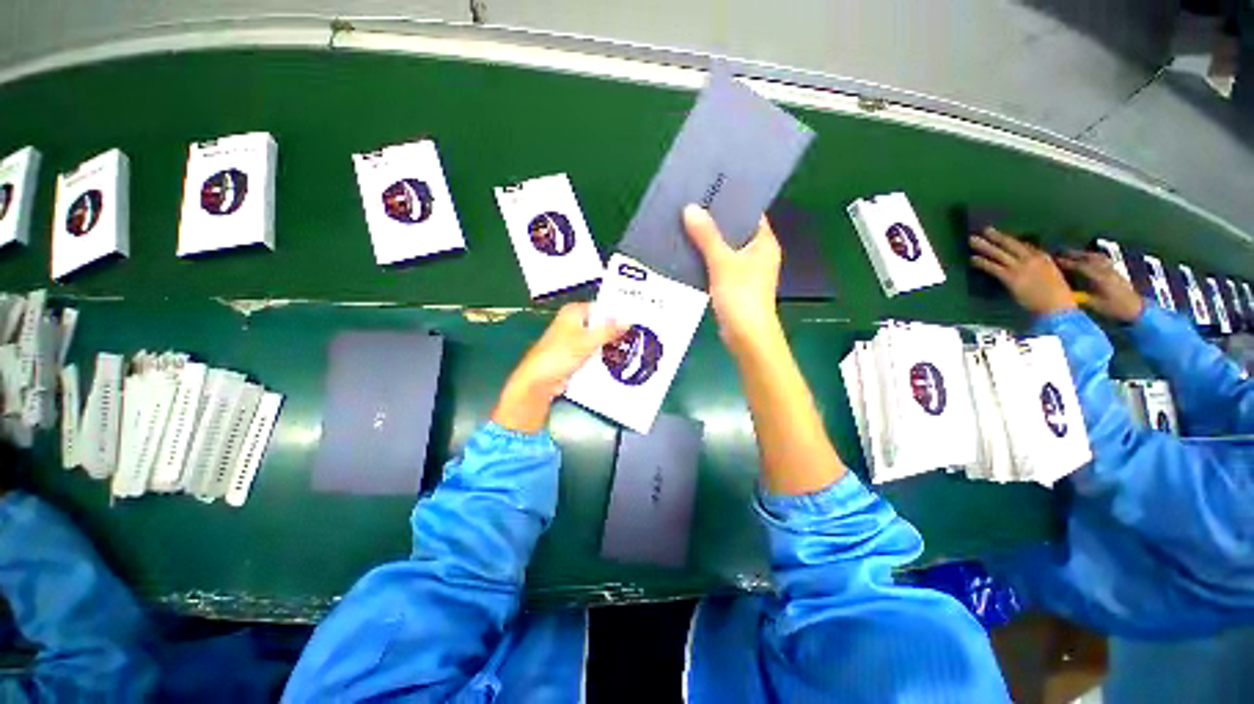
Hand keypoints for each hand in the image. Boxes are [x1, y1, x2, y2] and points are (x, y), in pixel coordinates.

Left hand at [492, 303, 626, 432]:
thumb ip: (609, 330)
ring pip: (598, 336)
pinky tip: (618, 356)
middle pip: (600, 322)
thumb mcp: (588, 341)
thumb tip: (629, 321)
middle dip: (616, 329)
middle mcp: (574, 321)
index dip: (618, 313)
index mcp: (573, 311)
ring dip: (611, 341)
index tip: (637, 320)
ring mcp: (574, 338)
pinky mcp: (575, 353)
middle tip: (638, 334)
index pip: (602, 307)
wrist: (540, 380)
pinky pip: (594, 349)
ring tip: (633, 345)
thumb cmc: (561, 355)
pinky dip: (603, 351)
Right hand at [683, 205, 783, 356]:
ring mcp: (746, 272)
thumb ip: (707, 236)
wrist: (746, 335)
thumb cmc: (741, 295)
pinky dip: (706, 260)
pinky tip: (687, 253)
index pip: (749, 213)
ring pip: (725, 250)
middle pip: (735, 231)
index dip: (732, 201)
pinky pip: (718, 266)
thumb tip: (690, 208)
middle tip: (691, 207)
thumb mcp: (723, 262)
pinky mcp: (734, 286)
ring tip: (685, 226)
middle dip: (714, 222)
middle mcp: (758, 254)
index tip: (710, 191)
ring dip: (707, 242)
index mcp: (764, 243)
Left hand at [970, 228, 1076, 316]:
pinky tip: (972, 259)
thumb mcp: (1051, 276)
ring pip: (999, 253)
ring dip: (984, 245)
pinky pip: (993, 267)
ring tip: (972, 239)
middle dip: (996, 236)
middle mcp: (1032, 259)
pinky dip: (982, 262)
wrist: (1057, 306)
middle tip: (984, 229)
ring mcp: (1021, 268)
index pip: (1024, 245)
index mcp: (1044, 257)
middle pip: (1011, 244)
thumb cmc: (1057, 295)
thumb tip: (1026, 267)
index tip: (1000, 235)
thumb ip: (1039, 268)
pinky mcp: (1011, 278)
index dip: (1010, 240)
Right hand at [1055, 250, 1144, 322]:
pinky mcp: (1115, 271)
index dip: (1065, 263)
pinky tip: (1088, 259)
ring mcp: (1111, 269)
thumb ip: (1079, 295)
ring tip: (1071, 254)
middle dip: (1072, 255)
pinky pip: (1102, 260)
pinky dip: (1092, 257)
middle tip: (1057, 254)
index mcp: (1099, 277)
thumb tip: (1061, 290)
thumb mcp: (1095, 304)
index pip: (1079, 265)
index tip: (1050, 261)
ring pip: (1095, 256)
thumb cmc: (1114, 309)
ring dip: (1082, 254)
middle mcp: (1105, 270)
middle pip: (1087, 257)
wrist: (1136, 310)